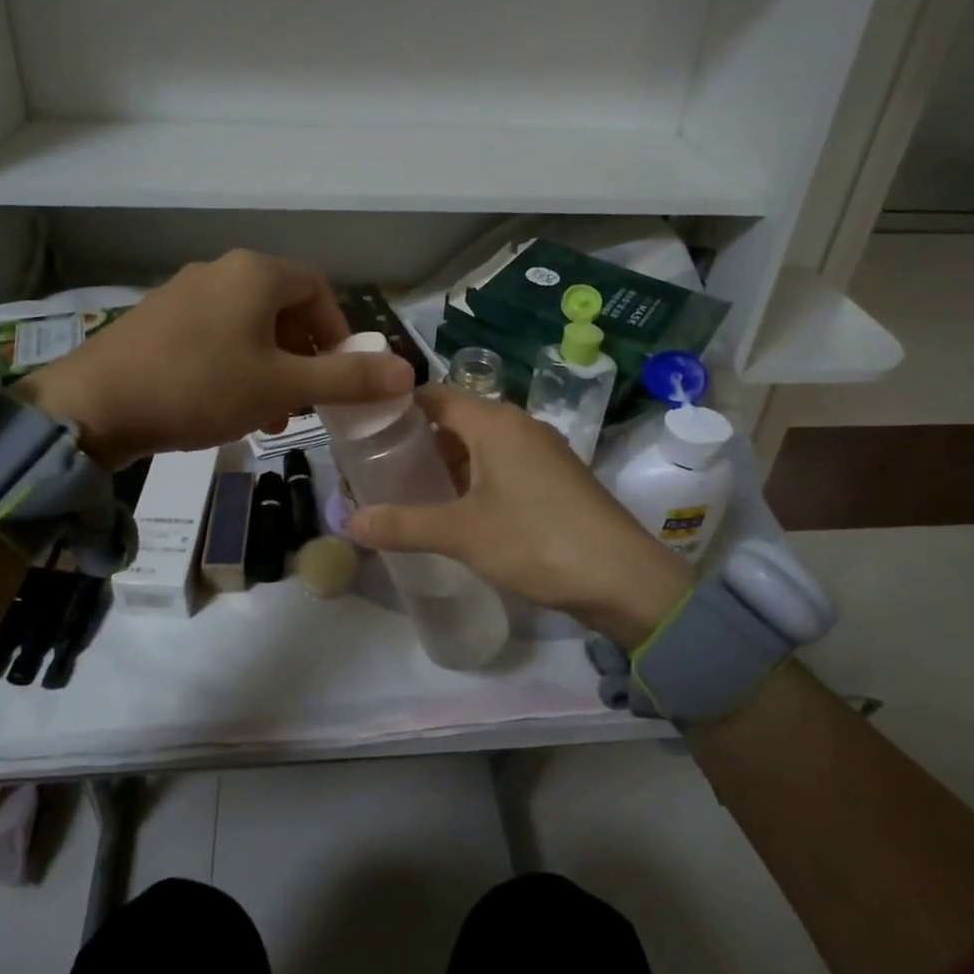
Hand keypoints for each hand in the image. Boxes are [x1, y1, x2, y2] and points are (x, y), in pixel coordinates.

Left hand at [16, 250, 413, 469]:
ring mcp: (183, 292)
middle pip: (284, 308)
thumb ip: (348, 379)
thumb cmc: (201, 387)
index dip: (340, 332)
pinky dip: (234, 365)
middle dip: (304, 356)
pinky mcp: (156, 319)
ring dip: (270, 367)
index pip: (319, 290)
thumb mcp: (283, 387)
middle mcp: (220, 270)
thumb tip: (408, 373)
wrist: (95, 404)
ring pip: (248, 326)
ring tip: (269, 415)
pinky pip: (214, 335)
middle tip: (307, 401)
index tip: (341, 376)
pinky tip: (225, 406)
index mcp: (256, 273)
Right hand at [346, 387, 694, 647]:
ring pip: (483, 444)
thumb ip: (403, 524)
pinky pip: (504, 465)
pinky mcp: (557, 479)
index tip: (366, 427)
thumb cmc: (535, 540)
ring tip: (413, 489)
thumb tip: (349, 521)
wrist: (624, 578)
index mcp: (495, 423)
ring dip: (449, 462)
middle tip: (382, 465)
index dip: (400, 406)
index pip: (436, 395)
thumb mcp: (461, 534)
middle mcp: (520, 425)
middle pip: (459, 418)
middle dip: (421, 439)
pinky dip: (476, 477)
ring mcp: (543, 452)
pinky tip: (460, 509)